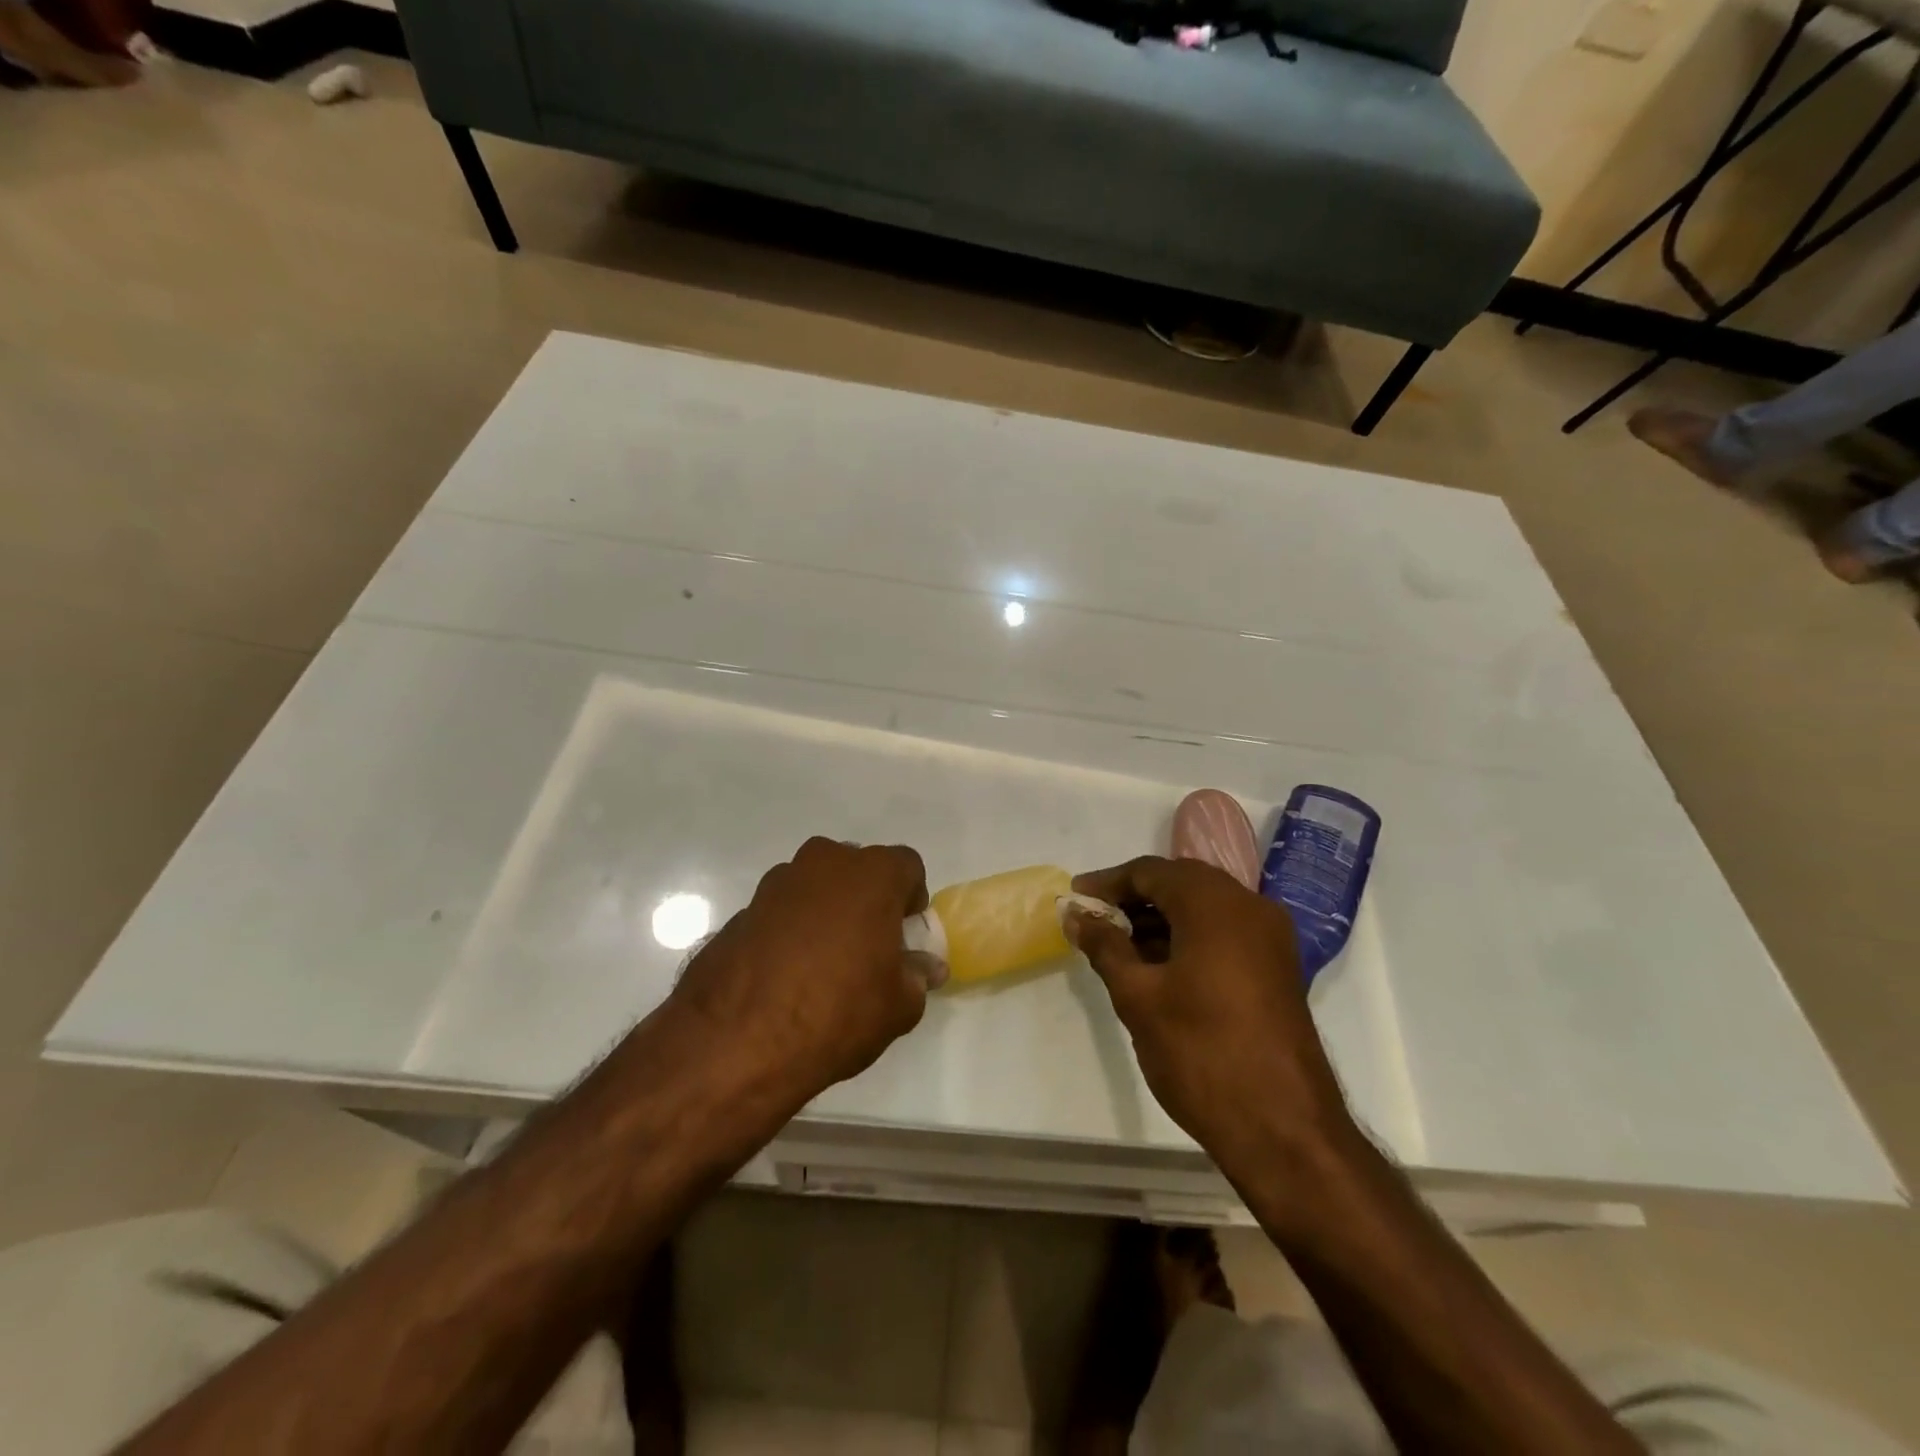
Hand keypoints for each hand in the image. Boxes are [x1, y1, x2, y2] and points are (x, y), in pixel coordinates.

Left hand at [670, 838, 944, 1103]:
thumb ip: (917, 976)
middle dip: (867, 900)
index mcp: (871, 874)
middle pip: (858, 869)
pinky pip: (781, 911)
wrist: (738, 1042)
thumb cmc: (838, 1012)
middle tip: (868, 947)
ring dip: (826, 911)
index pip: (907, 866)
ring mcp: (776, 884)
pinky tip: (786, 975)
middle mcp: (823, 863)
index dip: (911, 898)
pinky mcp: (742, 911)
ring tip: (823, 964)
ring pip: (816, 886)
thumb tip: (926, 967)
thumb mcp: (898, 1005)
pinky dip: (790, 930)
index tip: (904, 935)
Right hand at [1064, 857, 1354, 1177]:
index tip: (1075, 899)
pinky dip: (1188, 936)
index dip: (1108, 882)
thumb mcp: (1138, 997)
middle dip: (1134, 897)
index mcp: (1215, 904)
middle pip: (1181, 883)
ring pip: (1204, 907)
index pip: (1151, 872)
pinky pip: (1225, 932)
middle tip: (1094, 919)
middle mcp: (1250, 907)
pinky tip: (1157, 965)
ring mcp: (1270, 938)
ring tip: (1118, 945)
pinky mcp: (1277, 968)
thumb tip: (1076, 916)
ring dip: (1160, 918)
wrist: (1284, 1129)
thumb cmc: (1201, 1053)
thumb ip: (1105, 946)